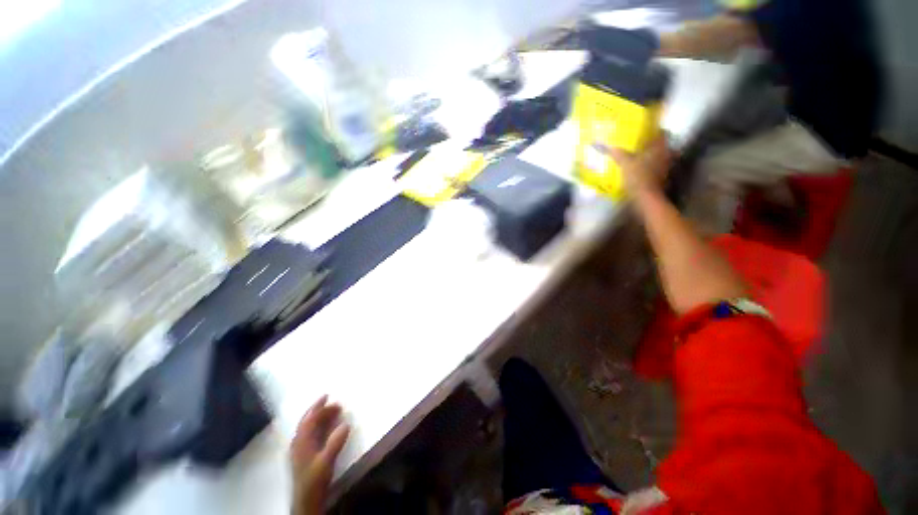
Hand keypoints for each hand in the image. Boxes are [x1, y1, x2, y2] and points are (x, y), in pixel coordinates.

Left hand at [291, 396, 349, 514]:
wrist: (306, 500)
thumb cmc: (315, 480)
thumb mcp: (326, 461)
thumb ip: (335, 443)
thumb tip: (346, 424)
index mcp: (302, 442)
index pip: (309, 420)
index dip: (318, 407)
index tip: (329, 396)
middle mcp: (298, 443)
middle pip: (307, 421)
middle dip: (319, 410)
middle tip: (332, 402)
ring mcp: (299, 450)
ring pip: (307, 428)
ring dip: (318, 417)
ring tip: (331, 412)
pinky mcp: (302, 455)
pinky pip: (308, 434)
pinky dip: (317, 426)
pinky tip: (323, 428)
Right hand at [608, 137, 671, 194]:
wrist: (646, 198)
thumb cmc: (638, 177)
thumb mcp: (625, 164)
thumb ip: (618, 154)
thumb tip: (610, 147)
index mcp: (659, 148)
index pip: (660, 133)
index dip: (652, 131)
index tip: (643, 131)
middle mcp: (666, 155)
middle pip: (659, 145)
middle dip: (649, 144)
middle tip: (637, 144)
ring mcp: (665, 167)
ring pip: (658, 156)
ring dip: (649, 156)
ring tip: (637, 156)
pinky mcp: (661, 177)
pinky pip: (655, 167)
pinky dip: (649, 166)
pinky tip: (640, 168)